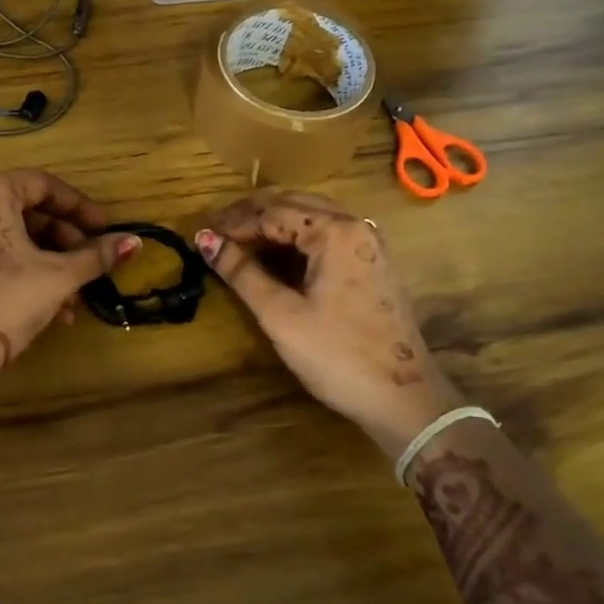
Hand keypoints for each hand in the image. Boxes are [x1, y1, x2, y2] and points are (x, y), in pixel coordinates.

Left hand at [0, 169, 137, 379]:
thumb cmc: (5, 303)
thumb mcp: (59, 277)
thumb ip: (96, 256)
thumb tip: (134, 241)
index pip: (42, 184)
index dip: (79, 207)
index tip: (104, 229)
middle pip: (24, 212)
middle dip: (63, 241)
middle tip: (88, 264)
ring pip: (8, 239)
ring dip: (46, 263)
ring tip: (71, 298)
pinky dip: (19, 272)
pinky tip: (45, 308)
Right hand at [196, 191, 461, 458]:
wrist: (404, 398)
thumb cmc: (337, 355)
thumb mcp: (281, 315)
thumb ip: (241, 272)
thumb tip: (205, 240)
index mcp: (335, 231)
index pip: (272, 211)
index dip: (233, 222)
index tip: (200, 234)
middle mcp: (355, 226)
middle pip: (293, 204)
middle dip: (250, 216)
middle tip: (214, 234)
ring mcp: (367, 245)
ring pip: (310, 217)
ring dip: (271, 225)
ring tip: (236, 242)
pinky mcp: (370, 265)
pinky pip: (325, 236)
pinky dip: (293, 240)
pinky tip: (272, 256)